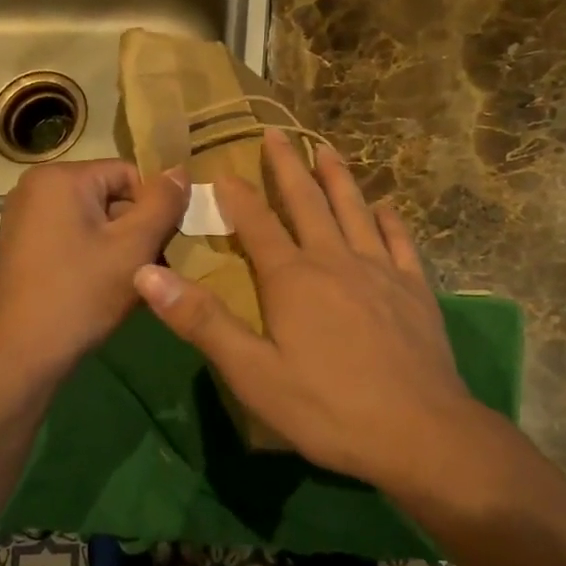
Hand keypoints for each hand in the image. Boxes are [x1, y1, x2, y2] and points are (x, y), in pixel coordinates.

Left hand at [0, 159, 188, 380]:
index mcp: (60, 178)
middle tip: (155, 268)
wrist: (21, 355)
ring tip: (135, 283)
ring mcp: (25, 220)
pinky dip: (97, 258)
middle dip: (138, 229)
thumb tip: (181, 170)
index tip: (166, 244)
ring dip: (121, 248)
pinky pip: (74, 239)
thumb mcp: (134, 246)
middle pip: (111, 196)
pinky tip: (108, 289)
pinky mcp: (24, 248)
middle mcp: (36, 189)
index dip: (155, 207)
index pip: (129, 173)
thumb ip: (163, 203)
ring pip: (95, 222)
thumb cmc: (81, 294)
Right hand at [132, 129, 480, 485]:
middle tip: (277, 133)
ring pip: (355, 211)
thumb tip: (147, 274)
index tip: (222, 168)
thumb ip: (202, 321)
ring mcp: (381, 271)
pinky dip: (388, 220)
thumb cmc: (327, 408)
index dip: (237, 196)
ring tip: (327, 148)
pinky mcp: (415, 290)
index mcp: (293, 279)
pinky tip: (384, 208)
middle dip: (289, 167)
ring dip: (338, 178)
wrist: (418, 432)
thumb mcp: (252, 373)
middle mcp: (336, 261)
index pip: (258, 225)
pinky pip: (399, 242)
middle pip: (308, 203)